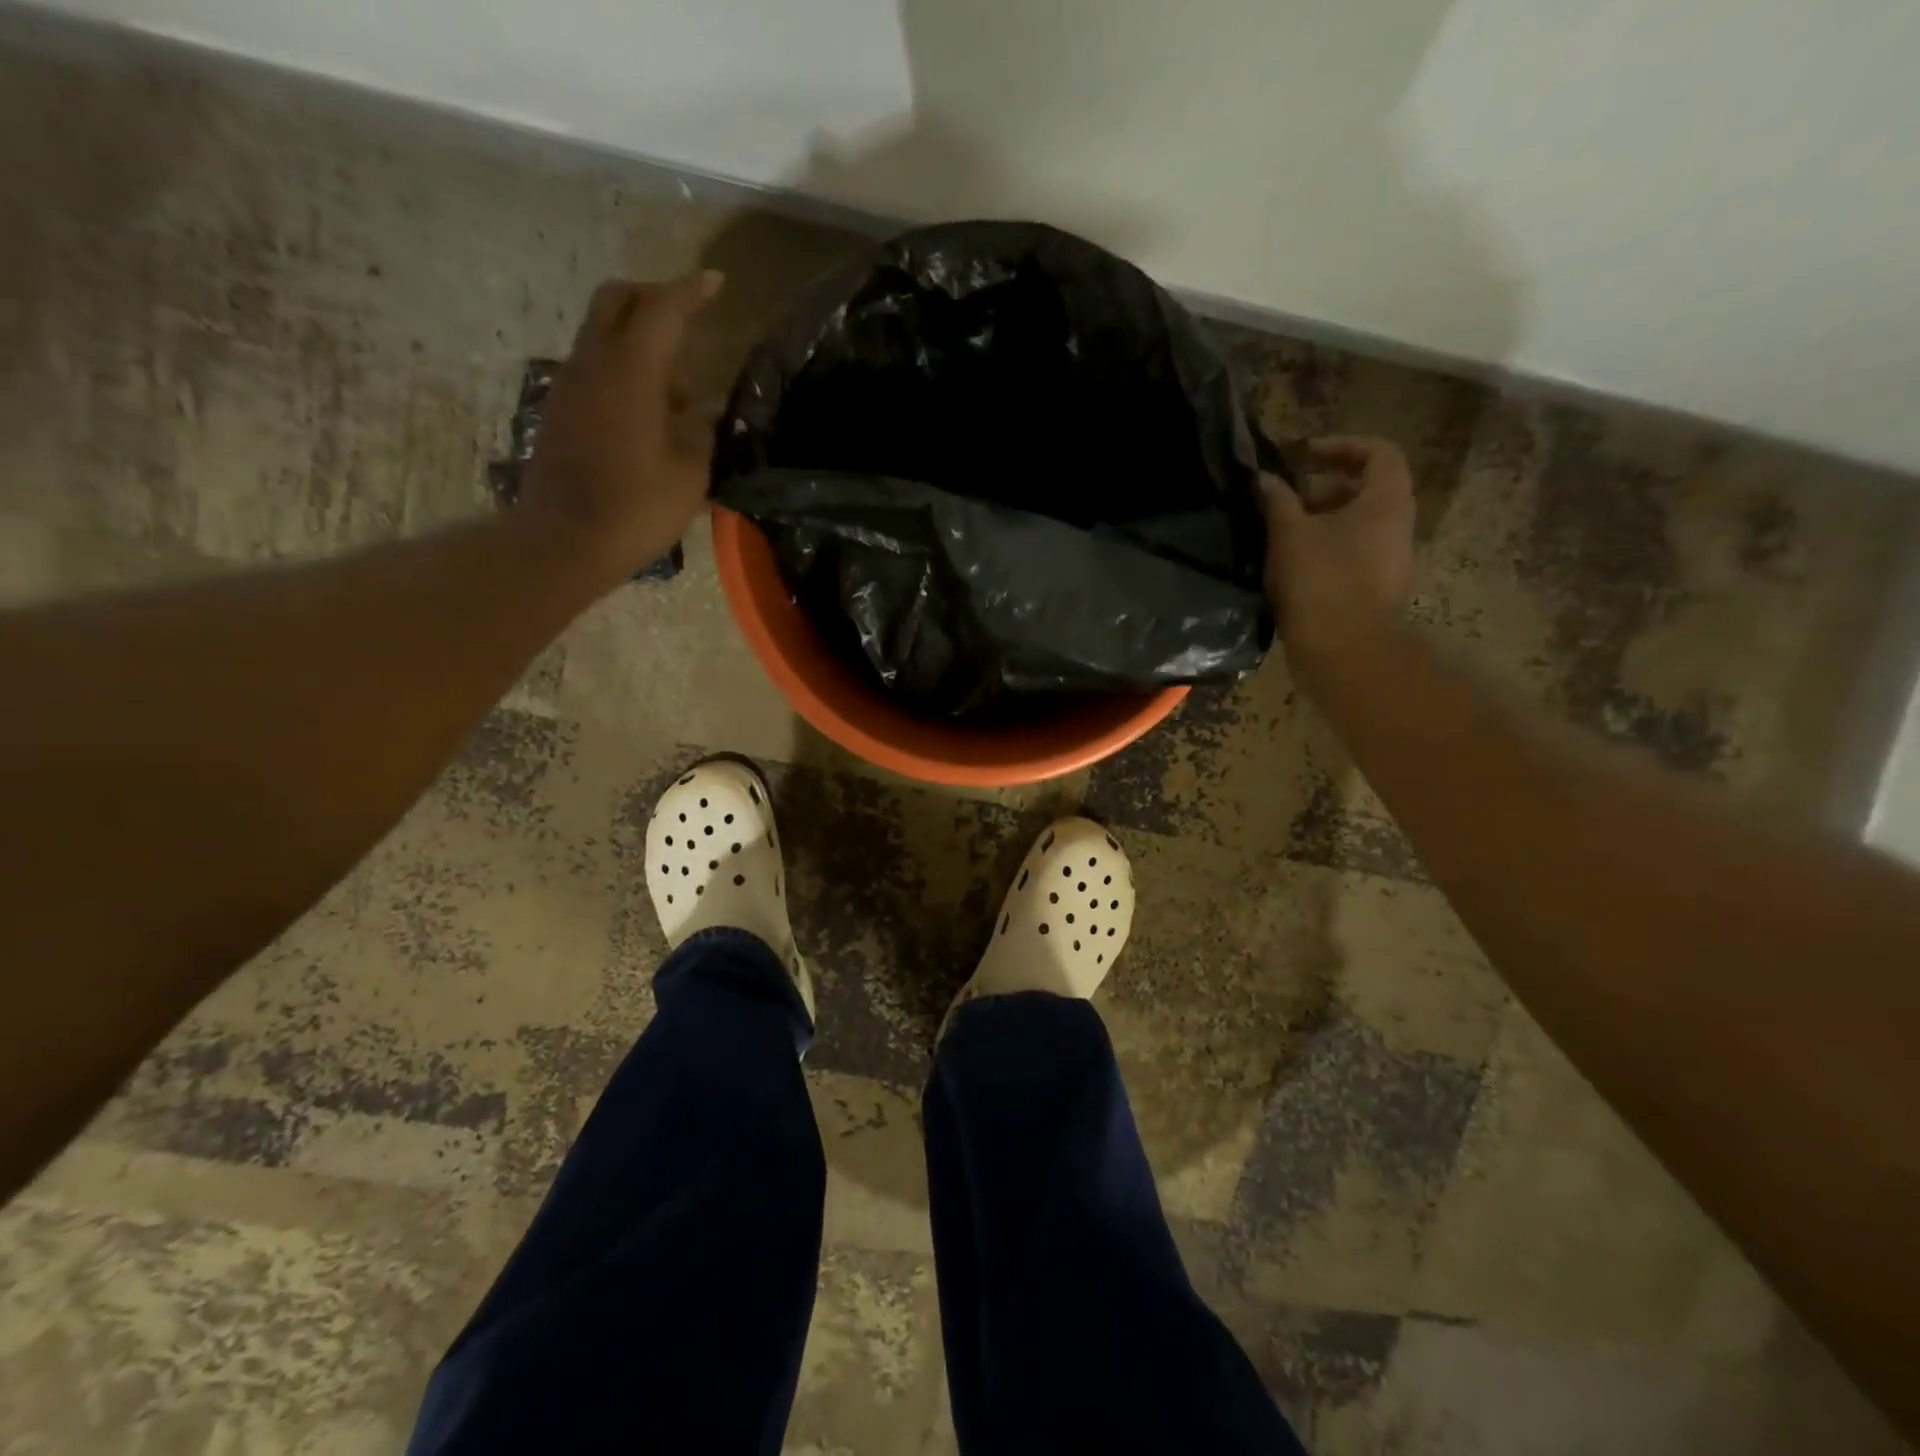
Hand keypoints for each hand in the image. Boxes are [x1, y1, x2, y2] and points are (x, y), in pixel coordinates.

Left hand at [517, 272, 724, 589]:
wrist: (564, 541)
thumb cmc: (636, 508)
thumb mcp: (690, 474)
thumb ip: (701, 432)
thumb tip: (702, 409)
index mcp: (631, 372)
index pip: (663, 311)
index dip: (691, 292)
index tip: (716, 281)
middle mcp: (594, 364)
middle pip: (616, 300)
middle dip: (653, 295)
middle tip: (687, 315)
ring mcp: (571, 384)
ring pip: (603, 332)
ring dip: (638, 337)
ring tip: (676, 384)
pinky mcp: (561, 408)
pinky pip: (595, 365)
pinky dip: (623, 366)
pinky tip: (649, 409)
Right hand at [1260, 435, 1415, 666]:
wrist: (1345, 650)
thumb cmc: (1322, 581)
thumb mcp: (1290, 534)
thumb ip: (1278, 501)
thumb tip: (1265, 478)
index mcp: (1386, 501)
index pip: (1378, 453)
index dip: (1341, 446)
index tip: (1304, 456)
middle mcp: (1397, 525)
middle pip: (1367, 490)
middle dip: (1323, 488)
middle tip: (1285, 499)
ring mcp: (1390, 560)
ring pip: (1357, 525)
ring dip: (1321, 522)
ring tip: (1281, 535)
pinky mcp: (1376, 590)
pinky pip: (1352, 554)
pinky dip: (1325, 549)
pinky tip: (1292, 566)